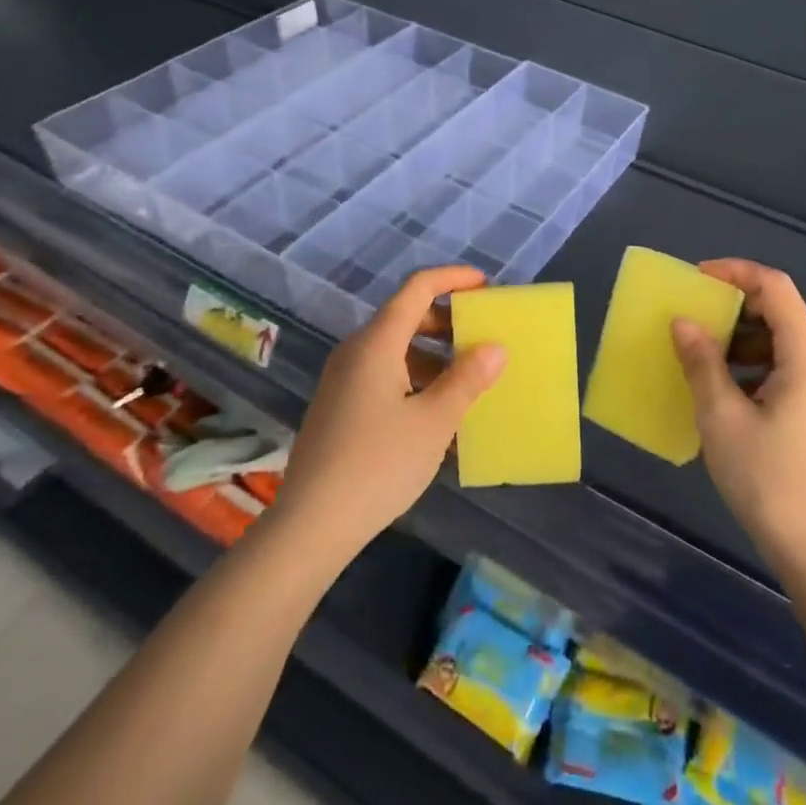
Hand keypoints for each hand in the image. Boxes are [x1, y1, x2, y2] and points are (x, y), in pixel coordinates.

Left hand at [275, 266, 506, 564]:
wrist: (309, 526)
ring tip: (468, 381)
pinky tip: (437, 413)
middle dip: (447, 321)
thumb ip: (466, 380)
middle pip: (406, 316)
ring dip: (434, 355)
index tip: (485, 286)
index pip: (417, 287)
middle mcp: (356, 351)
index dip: (453, 278)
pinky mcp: (339, 405)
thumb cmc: (377, 465)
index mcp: (377, 343)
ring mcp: (344, 379)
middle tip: (483, 337)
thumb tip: (495, 348)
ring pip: (396, 348)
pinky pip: (384, 374)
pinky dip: (415, 378)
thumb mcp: (433, 422)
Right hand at [670, 260, 805, 580]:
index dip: (736, 272)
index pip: (776, 288)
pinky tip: (722, 388)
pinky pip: (785, 369)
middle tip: (693, 315)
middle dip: (735, 305)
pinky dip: (752, 364)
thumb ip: (702, 363)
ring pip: (782, 342)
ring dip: (741, 337)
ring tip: (700, 352)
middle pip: (781, 312)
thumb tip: (683, 322)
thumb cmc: (769, 482)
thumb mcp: (722, 419)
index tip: (696, 279)